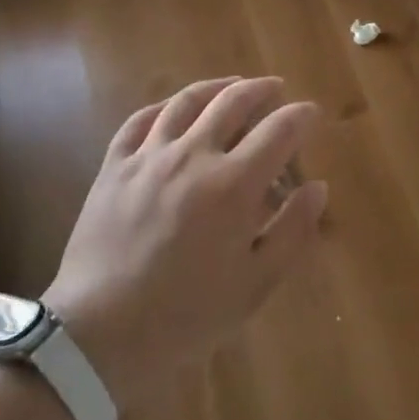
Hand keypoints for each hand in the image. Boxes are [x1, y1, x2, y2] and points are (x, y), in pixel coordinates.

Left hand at [42, 77, 325, 409]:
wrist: (101, 334)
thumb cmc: (188, 315)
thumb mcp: (256, 284)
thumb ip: (293, 230)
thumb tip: (317, 187)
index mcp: (234, 184)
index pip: (279, 130)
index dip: (301, 116)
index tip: (312, 114)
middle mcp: (193, 155)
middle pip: (233, 102)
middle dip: (262, 90)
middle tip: (275, 89)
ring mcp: (149, 157)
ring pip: (187, 102)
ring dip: (216, 87)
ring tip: (232, 85)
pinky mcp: (114, 167)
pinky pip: (140, 121)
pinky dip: (163, 107)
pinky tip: (172, 108)